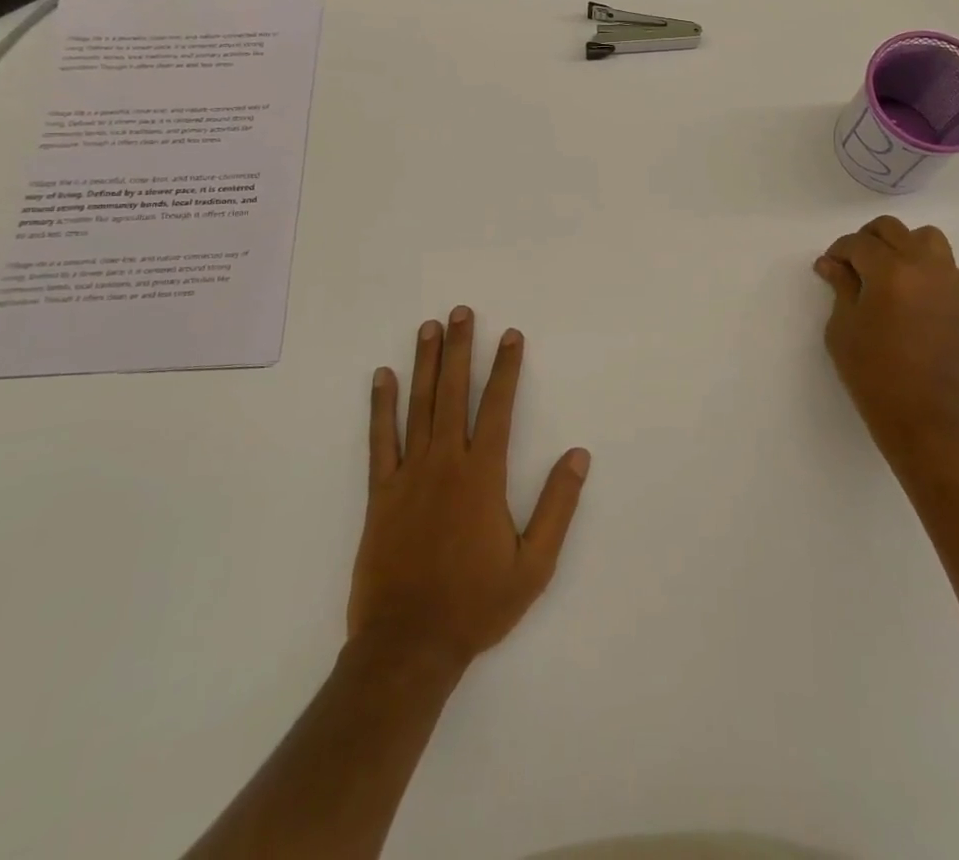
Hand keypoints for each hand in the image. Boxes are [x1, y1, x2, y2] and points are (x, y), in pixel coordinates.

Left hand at [348, 306, 589, 672]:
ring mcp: (408, 474)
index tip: (510, 335)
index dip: (505, 367)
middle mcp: (445, 463)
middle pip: (454, 392)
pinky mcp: (381, 493)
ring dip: (425, 364)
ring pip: (418, 406)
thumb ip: (557, 506)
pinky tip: (383, 377)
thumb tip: (578, 455)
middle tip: (460, 312)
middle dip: (459, 348)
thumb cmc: (476, 604)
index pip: (497, 406)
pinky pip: (380, 439)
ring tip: (428, 328)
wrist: (408, 646)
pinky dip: (380, 406)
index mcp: (482, 475)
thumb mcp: (534, 565)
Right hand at [814, 216, 958, 463]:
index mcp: (891, 272)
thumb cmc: (873, 373)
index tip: (830, 267)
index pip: (859, 243)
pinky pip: (946, 267)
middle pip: (893, 230)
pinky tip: (912, 296)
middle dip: (868, 240)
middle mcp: (926, 267)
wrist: (925, 415)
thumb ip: (841, 286)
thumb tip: (831, 263)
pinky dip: (926, 269)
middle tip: (854, 265)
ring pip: (927, 239)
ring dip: (903, 246)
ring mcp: (953, 283)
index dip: (839, 251)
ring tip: (888, 272)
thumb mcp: (843, 328)